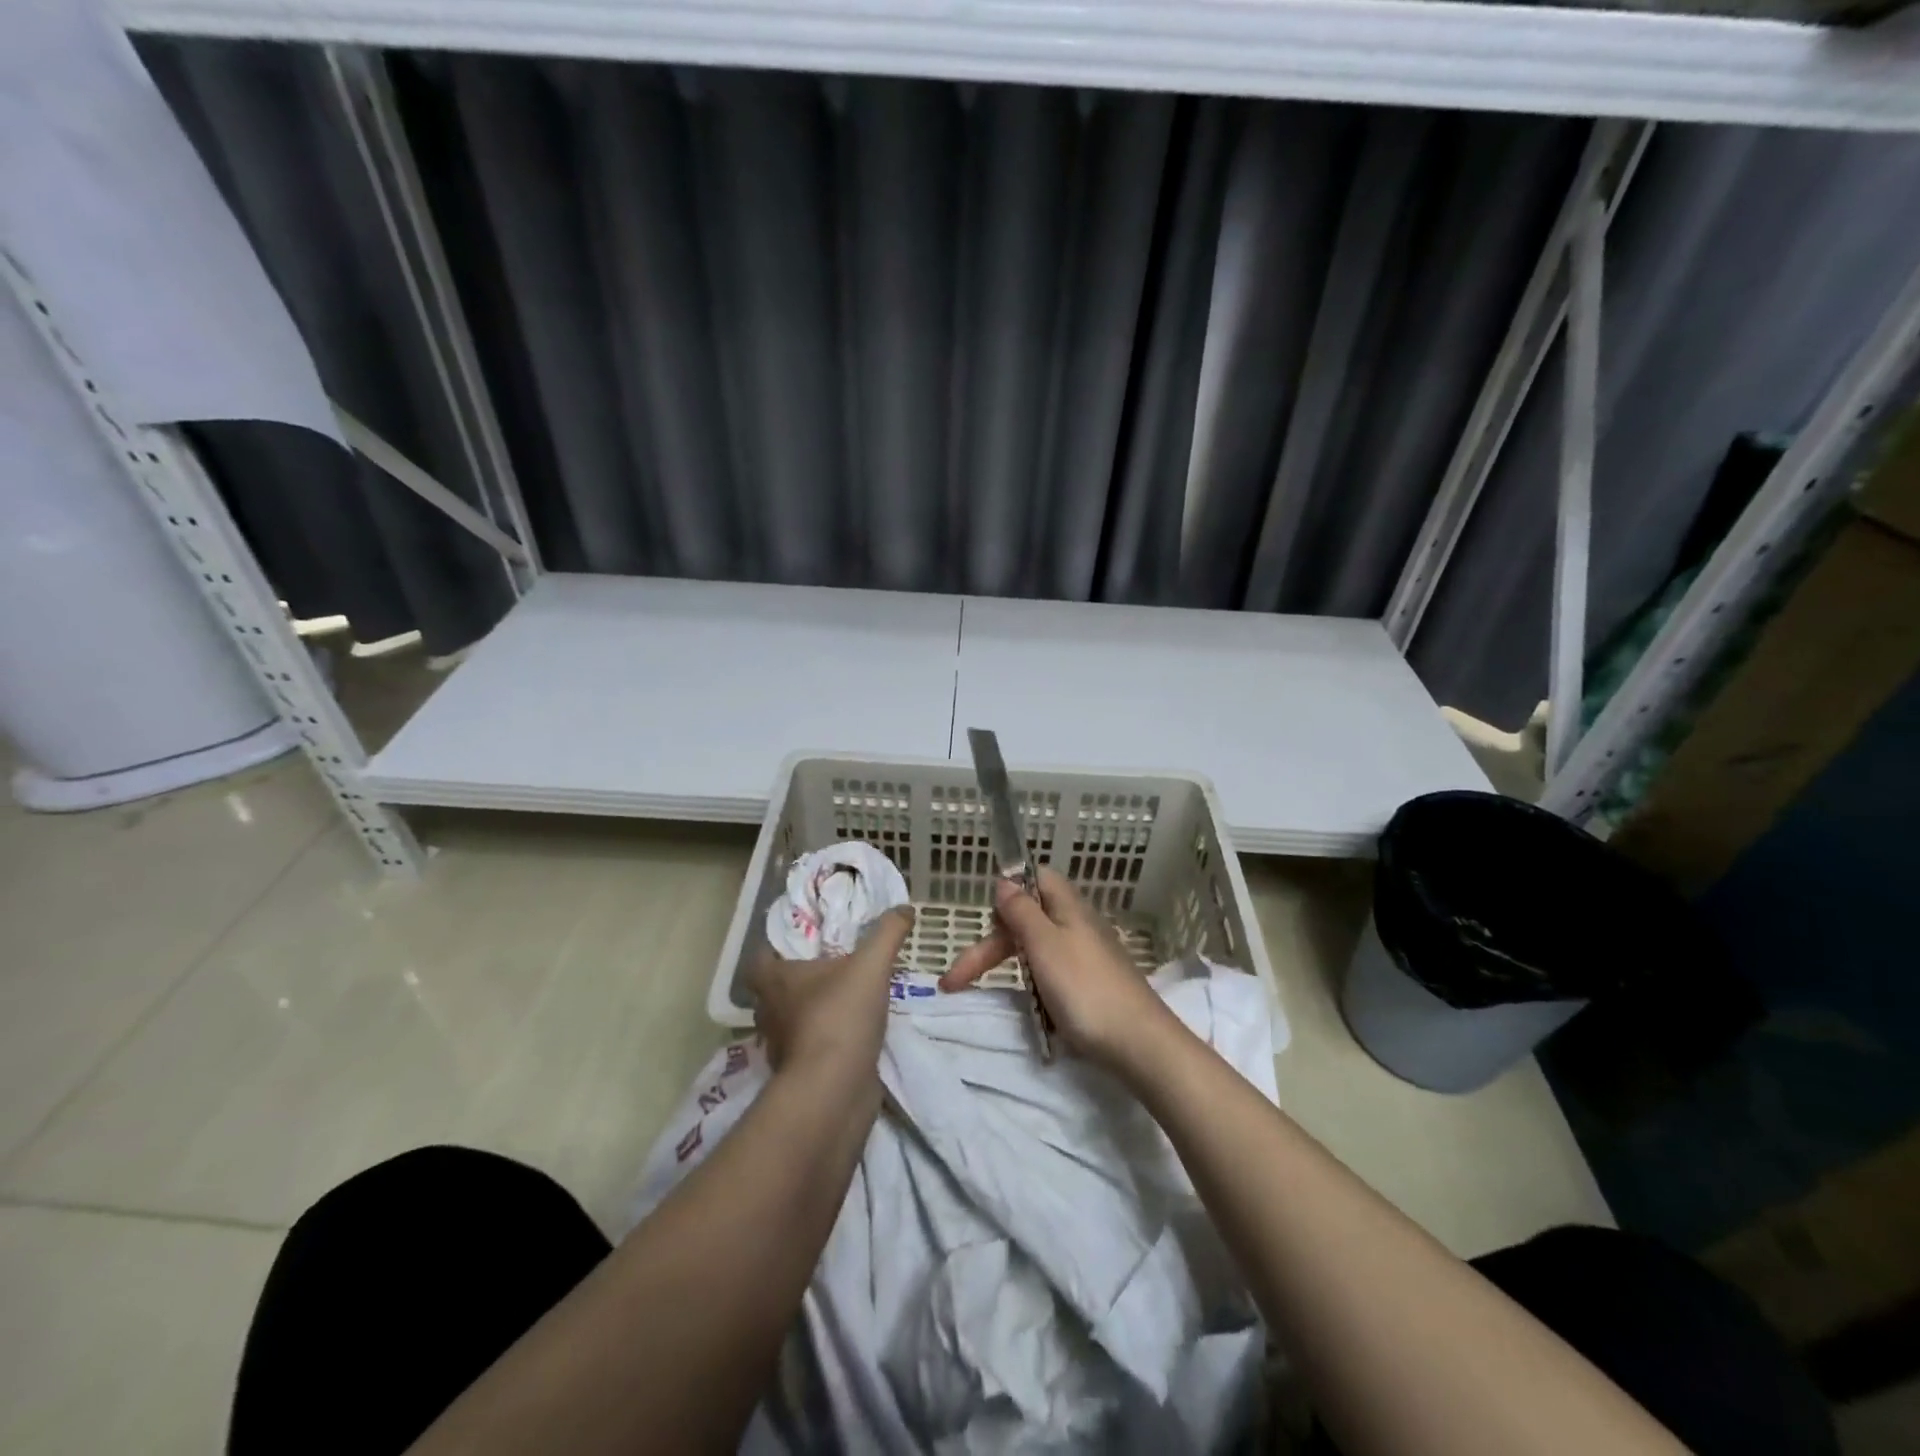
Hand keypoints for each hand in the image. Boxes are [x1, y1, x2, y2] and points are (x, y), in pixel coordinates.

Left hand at [750, 907, 913, 1079]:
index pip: (760, 957)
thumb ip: (888, 932)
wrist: (834, 1090)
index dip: (774, 947)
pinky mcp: (799, 1073)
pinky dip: (824, 1040)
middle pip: (774, 989)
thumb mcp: (872, 964)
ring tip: (844, 999)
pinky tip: (850, 1034)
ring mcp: (781, 1046)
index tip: (801, 942)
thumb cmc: (840, 1016)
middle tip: (829, 967)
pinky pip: (808, 1048)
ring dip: (811, 1011)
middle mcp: (769, 1011)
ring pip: (790, 1020)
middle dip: (797, 980)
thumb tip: (904, 907)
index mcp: (774, 980)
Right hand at [940, 867, 1170, 1069]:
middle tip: (958, 979)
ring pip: (1037, 950)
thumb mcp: (1045, 944)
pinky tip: (1029, 1006)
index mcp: (1068, 907)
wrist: (1139, 1045)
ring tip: (982, 992)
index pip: (1035, 878)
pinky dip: (1033, 986)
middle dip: (991, 945)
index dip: (1009, 893)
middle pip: (1027, 920)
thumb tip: (1005, 880)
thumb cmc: (1085, 988)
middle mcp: (1078, 925)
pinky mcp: (1092, 985)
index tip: (988, 922)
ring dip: (1009, 967)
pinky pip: (1052, 975)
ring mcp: (1087, 956)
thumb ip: (1022, 911)